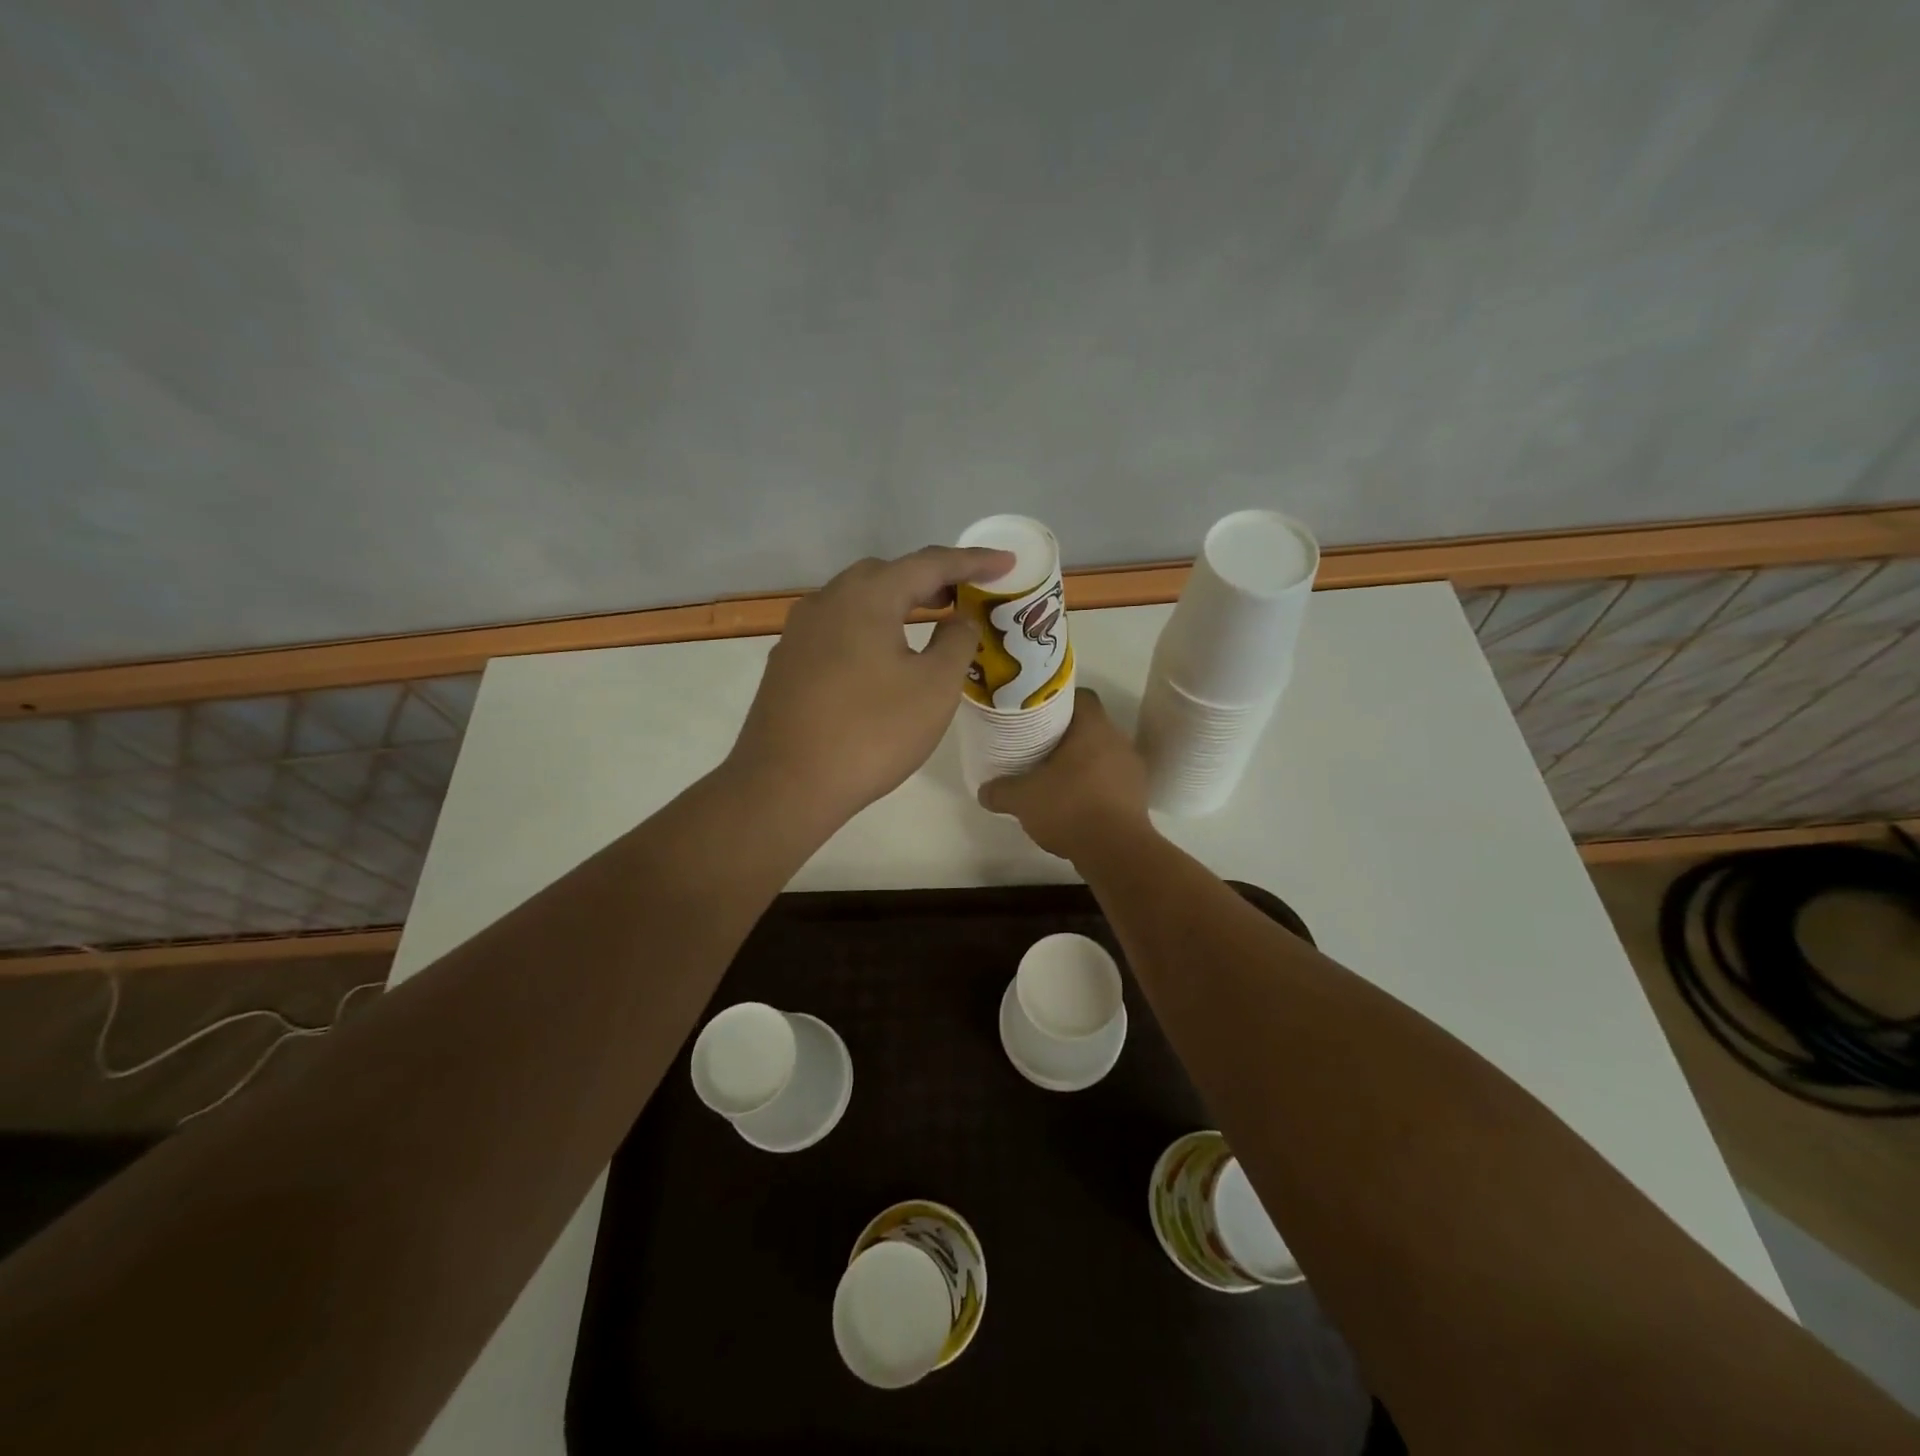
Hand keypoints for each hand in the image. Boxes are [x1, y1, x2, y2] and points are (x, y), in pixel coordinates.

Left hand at [728, 545, 1014, 830]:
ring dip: (897, 603)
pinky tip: (882, 657)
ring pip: (857, 601)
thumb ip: (956, 642)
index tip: (1007, 562)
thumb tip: (959, 619)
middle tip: (964, 594)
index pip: (929, 563)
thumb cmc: (871, 733)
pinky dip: (870, 628)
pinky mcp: (787, 662)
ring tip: (929, 620)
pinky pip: (838, 628)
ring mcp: (800, 632)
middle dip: (930, 579)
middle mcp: (827, 601)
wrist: (785, 785)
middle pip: (886, 574)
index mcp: (866, 597)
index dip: (973, 561)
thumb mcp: (934, 688)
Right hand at [978, 690, 1153, 859]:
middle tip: (1039, 747)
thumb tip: (984, 791)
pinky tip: (1075, 804)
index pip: (1081, 697)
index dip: (1058, 702)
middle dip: (1066, 736)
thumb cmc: (1069, 808)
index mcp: (1094, 727)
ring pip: (1103, 755)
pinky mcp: (1138, 797)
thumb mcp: (1022, 799)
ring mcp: (1133, 770)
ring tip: (1055, 778)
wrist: (1116, 851)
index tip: (1038, 715)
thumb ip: (1000, 791)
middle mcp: (1118, 740)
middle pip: (1091, 727)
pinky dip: (1094, 787)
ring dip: (1082, 763)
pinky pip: (1112, 781)